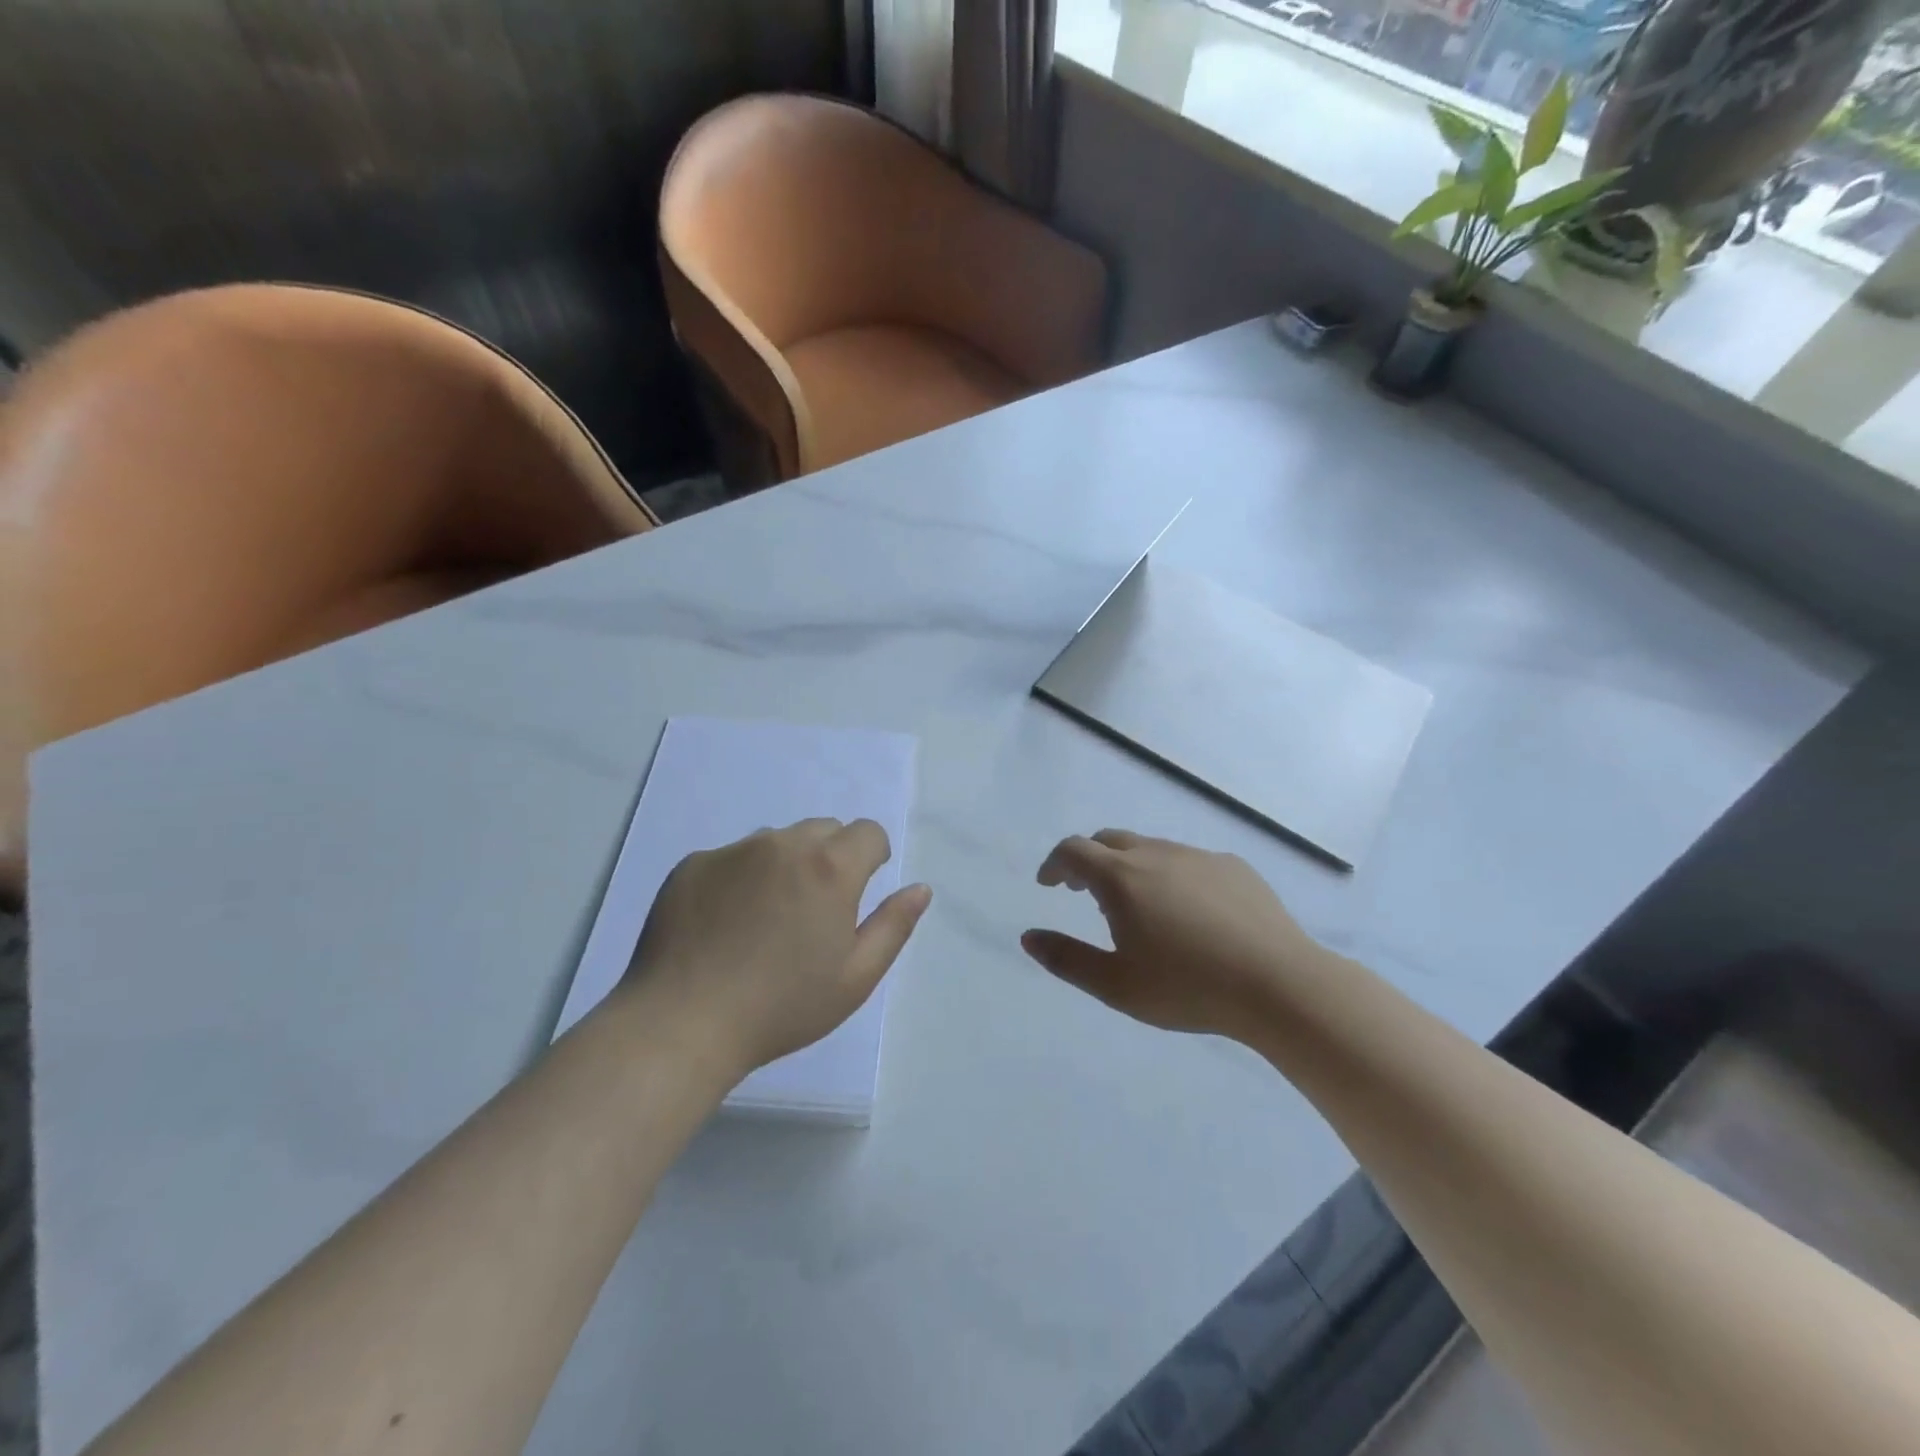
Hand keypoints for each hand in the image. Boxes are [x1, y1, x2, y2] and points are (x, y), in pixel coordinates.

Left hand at [623, 819, 931, 1074]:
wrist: (681, 1024)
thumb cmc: (781, 1007)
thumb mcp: (855, 978)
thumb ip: (894, 926)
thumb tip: (919, 888)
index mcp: (830, 868)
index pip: (868, 832)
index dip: (872, 858)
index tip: (860, 891)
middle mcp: (783, 845)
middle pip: (823, 830)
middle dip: (831, 858)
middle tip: (815, 911)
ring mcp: (733, 851)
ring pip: (776, 841)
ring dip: (785, 865)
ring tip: (766, 919)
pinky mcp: (693, 864)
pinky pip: (732, 857)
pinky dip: (740, 878)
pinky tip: (724, 925)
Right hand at [1021, 830, 1322, 1040]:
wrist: (1280, 984)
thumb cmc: (1188, 988)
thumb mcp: (1116, 985)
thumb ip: (1066, 959)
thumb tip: (1028, 937)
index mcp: (1122, 878)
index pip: (1073, 851)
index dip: (1054, 864)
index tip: (1049, 884)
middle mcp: (1156, 854)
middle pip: (1109, 840)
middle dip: (1088, 859)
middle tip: (1084, 891)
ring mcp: (1198, 856)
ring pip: (1150, 847)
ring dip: (1129, 866)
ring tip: (1136, 904)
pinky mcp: (1233, 867)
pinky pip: (1188, 860)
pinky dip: (1170, 874)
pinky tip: (1188, 911)